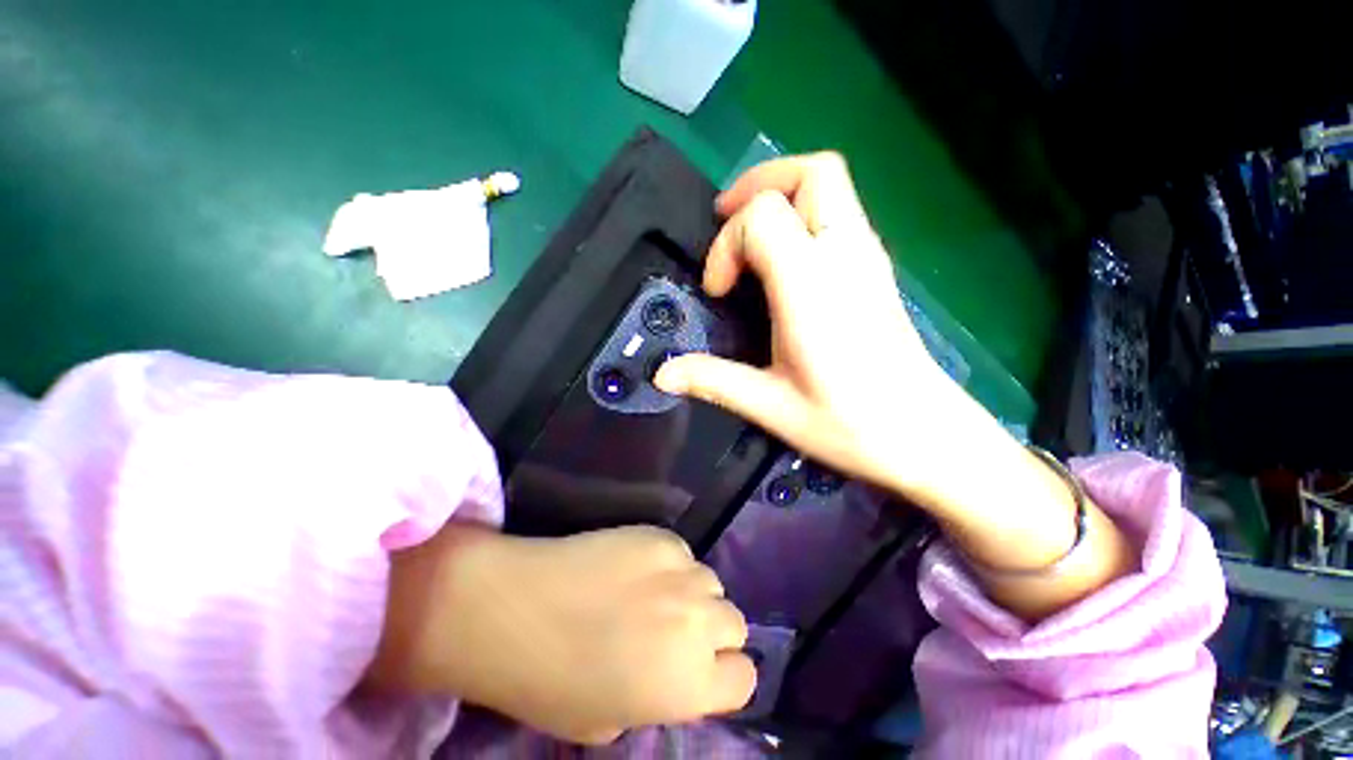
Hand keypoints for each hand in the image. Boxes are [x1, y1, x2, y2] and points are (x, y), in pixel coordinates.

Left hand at [366, 523, 754, 743]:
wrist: (517, 611)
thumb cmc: (552, 684)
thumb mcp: (608, 722)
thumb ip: (655, 699)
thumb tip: (666, 674)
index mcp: (691, 683)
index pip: (744, 678)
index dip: (724, 676)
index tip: (701, 670)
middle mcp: (698, 623)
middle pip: (734, 623)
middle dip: (712, 631)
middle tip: (677, 630)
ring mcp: (681, 571)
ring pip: (710, 582)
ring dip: (692, 593)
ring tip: (655, 594)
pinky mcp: (659, 536)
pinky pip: (681, 552)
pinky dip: (669, 563)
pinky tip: (635, 567)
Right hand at [653, 153, 967, 509]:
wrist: (925, 435)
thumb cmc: (849, 424)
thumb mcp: (771, 406)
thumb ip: (714, 381)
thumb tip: (662, 375)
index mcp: (812, 287)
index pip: (762, 217)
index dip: (726, 246)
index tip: (717, 292)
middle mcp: (845, 256)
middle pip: (811, 172)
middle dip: (759, 184)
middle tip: (725, 222)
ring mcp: (868, 257)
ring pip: (829, 183)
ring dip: (781, 194)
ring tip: (749, 238)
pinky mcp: (876, 268)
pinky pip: (838, 211)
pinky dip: (802, 214)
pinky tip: (783, 260)